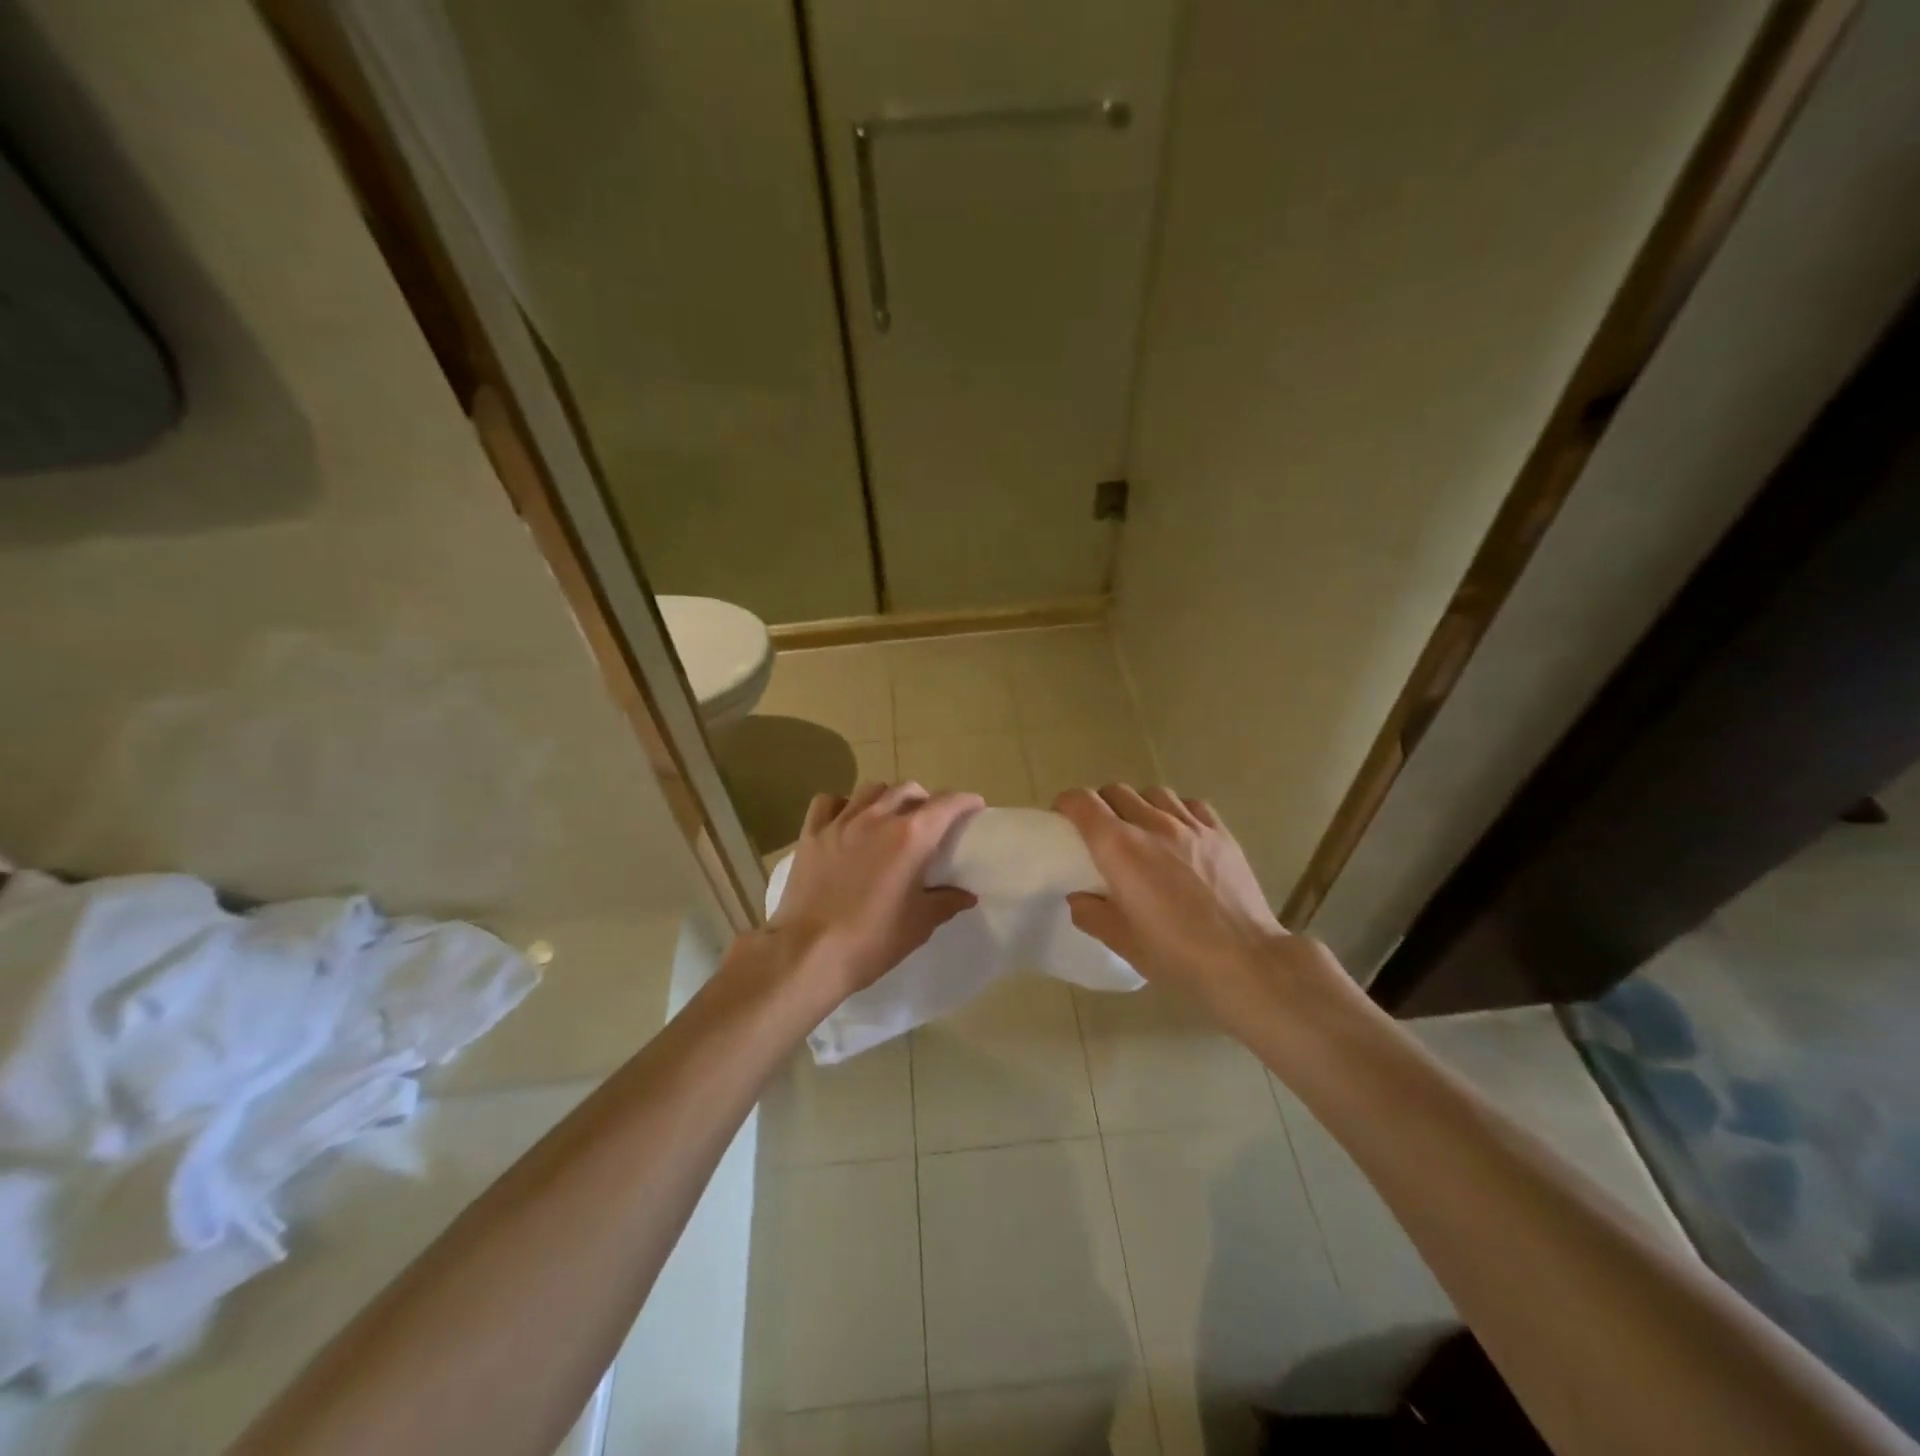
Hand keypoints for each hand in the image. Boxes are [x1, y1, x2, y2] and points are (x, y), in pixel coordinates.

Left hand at [765, 781, 983, 1002]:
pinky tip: (846, 819)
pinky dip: (842, 804)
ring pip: (870, 789)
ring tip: (890, 815)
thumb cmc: (871, 940)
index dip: (965, 801)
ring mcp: (841, 822)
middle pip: (908, 789)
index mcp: (911, 837)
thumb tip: (967, 895)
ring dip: (887, 796)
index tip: (974, 805)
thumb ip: (945, 902)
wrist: (808, 953)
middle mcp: (878, 818)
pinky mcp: (812, 834)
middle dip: (925, 799)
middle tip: (930, 819)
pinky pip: (828, 802)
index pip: (946, 804)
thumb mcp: (919, 925)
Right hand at [1054, 785, 1339, 1016]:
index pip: (1082, 803)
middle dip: (1100, 805)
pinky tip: (1179, 833)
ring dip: (1138, 805)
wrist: (1245, 962)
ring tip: (1141, 830)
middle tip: (1100, 832)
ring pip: (1153, 792)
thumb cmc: (1176, 956)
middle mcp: (1151, 824)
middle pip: (1115, 791)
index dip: (1066, 805)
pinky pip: (1191, 805)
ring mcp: (1190, 826)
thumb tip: (1080, 897)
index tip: (1063, 821)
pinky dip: (1176, 810)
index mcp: (1119, 848)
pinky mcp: (1221, 833)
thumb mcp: (1122, 942)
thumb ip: (1092, 914)